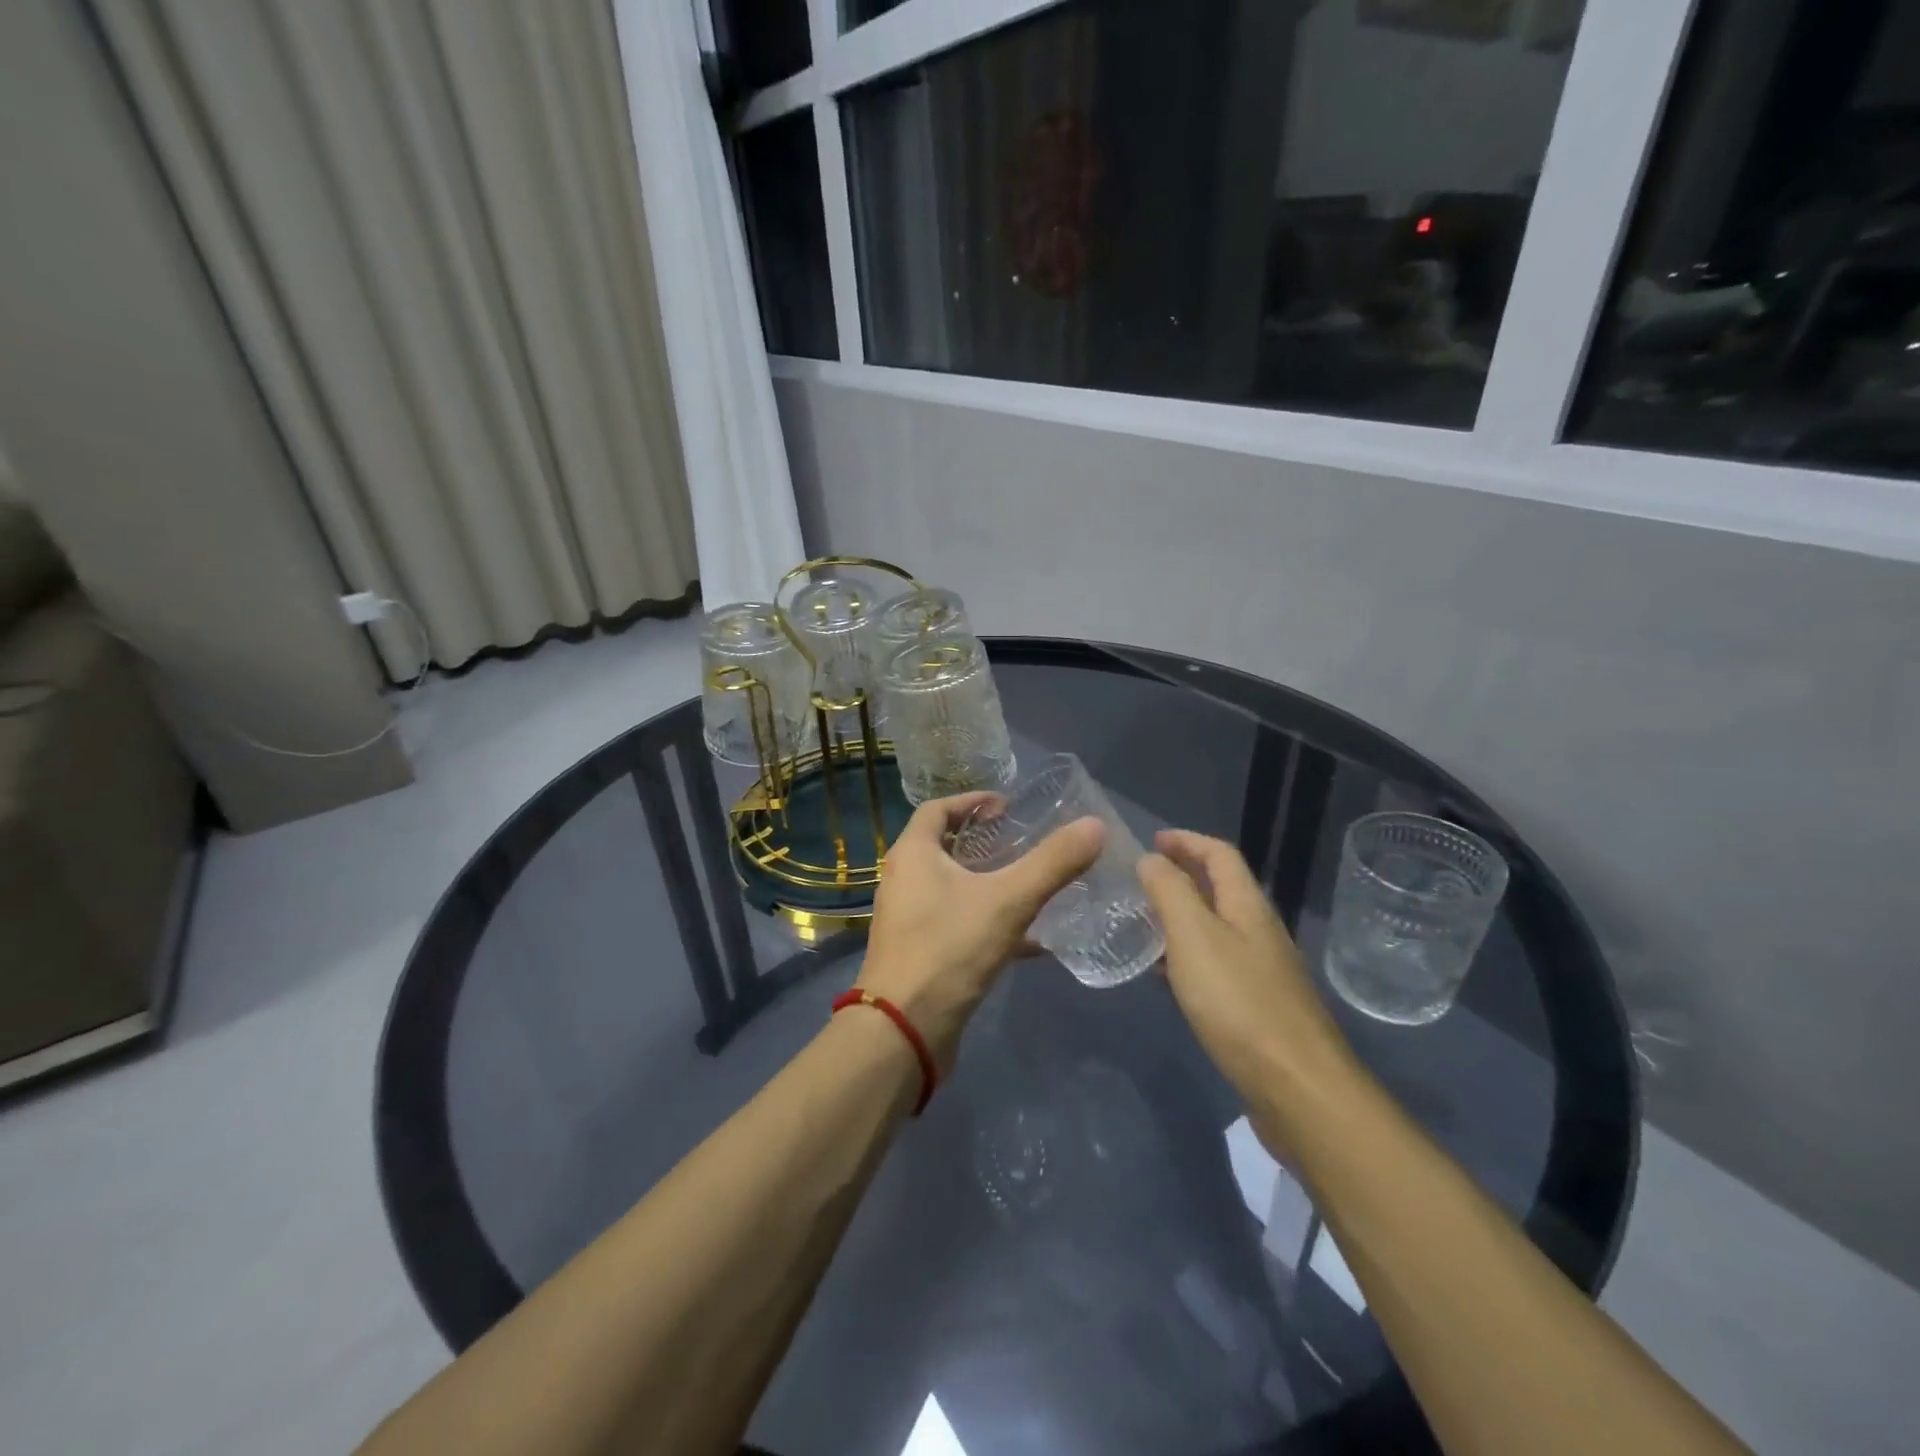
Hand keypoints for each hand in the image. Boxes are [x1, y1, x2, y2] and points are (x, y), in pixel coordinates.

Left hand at [861, 791, 1103, 1072]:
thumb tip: (1095, 825)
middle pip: (945, 846)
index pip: (938, 809)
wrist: (904, 1031)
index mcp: (913, 854)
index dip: (972, 801)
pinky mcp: (920, 953)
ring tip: (1032, 884)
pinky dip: (990, 923)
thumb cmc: (949, 950)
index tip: (1008, 807)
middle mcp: (904, 880)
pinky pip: (958, 924)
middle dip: (984, 842)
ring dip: (989, 883)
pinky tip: (1032, 941)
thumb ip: (1052, 862)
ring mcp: (909, 919)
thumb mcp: (1008, 901)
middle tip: (1024, 842)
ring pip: (953, 888)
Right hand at [1138, 830, 1357, 1151]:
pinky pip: (1215, 964)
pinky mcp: (1257, 1007)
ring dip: (1181, 917)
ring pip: (1216, 928)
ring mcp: (1262, 971)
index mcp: (1247, 906)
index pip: (1220, 855)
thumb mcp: (1194, 936)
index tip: (1151, 841)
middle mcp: (1259, 931)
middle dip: (1182, 876)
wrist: (1297, 1088)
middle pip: (1220, 889)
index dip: (1186, 841)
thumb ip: (1170, 892)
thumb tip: (1151, 859)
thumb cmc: (1239, 1002)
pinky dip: (1186, 956)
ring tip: (1143, 923)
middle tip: (1140, 881)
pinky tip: (1166, 977)